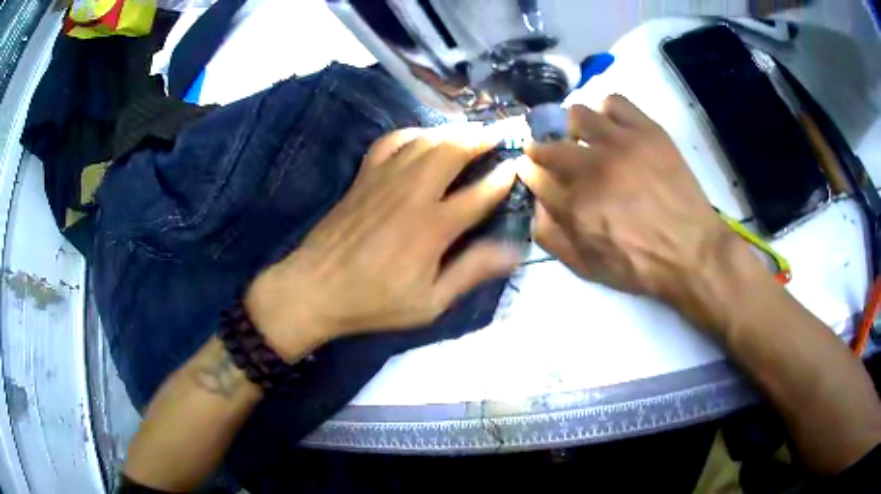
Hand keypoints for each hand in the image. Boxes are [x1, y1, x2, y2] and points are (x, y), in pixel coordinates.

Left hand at [245, 127, 520, 359]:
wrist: (315, 289)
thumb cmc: (375, 301)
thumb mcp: (429, 302)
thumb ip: (471, 271)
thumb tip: (513, 251)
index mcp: (432, 226)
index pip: (479, 193)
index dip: (503, 177)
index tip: (517, 166)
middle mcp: (412, 192)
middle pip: (453, 150)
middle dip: (480, 138)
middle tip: (498, 135)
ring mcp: (384, 178)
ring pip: (425, 140)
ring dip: (452, 131)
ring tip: (470, 132)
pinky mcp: (363, 176)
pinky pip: (391, 141)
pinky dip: (412, 133)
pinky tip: (423, 137)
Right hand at [520, 95, 762, 327]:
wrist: (692, 251)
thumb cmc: (639, 265)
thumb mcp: (587, 268)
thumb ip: (551, 237)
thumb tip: (535, 204)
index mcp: (574, 206)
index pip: (534, 175)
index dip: (529, 171)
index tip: (530, 169)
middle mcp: (591, 169)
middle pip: (548, 144)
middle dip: (541, 149)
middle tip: (550, 153)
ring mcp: (620, 144)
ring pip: (576, 115)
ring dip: (569, 126)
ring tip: (581, 136)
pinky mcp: (646, 131)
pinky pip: (613, 102)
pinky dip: (605, 110)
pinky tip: (610, 126)